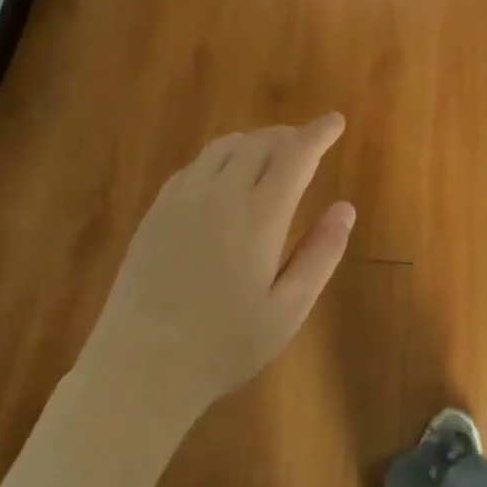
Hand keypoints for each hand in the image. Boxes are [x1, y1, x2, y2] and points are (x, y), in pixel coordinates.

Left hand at [77, 115, 354, 427]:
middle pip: (261, 143)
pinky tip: (225, 175)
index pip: (296, 155)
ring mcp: (183, 198)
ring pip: (225, 147)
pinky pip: (195, 165)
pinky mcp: (157, 210)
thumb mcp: (288, 309)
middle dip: (290, 135)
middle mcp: (221, 193)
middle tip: (308, 142)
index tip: (335, 120)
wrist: (140, 366)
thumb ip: (321, 254)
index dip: (318, 133)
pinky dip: (222, 156)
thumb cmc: (224, 345)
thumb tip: (346, 208)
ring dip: (255, 141)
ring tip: (272, 153)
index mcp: (259, 216)